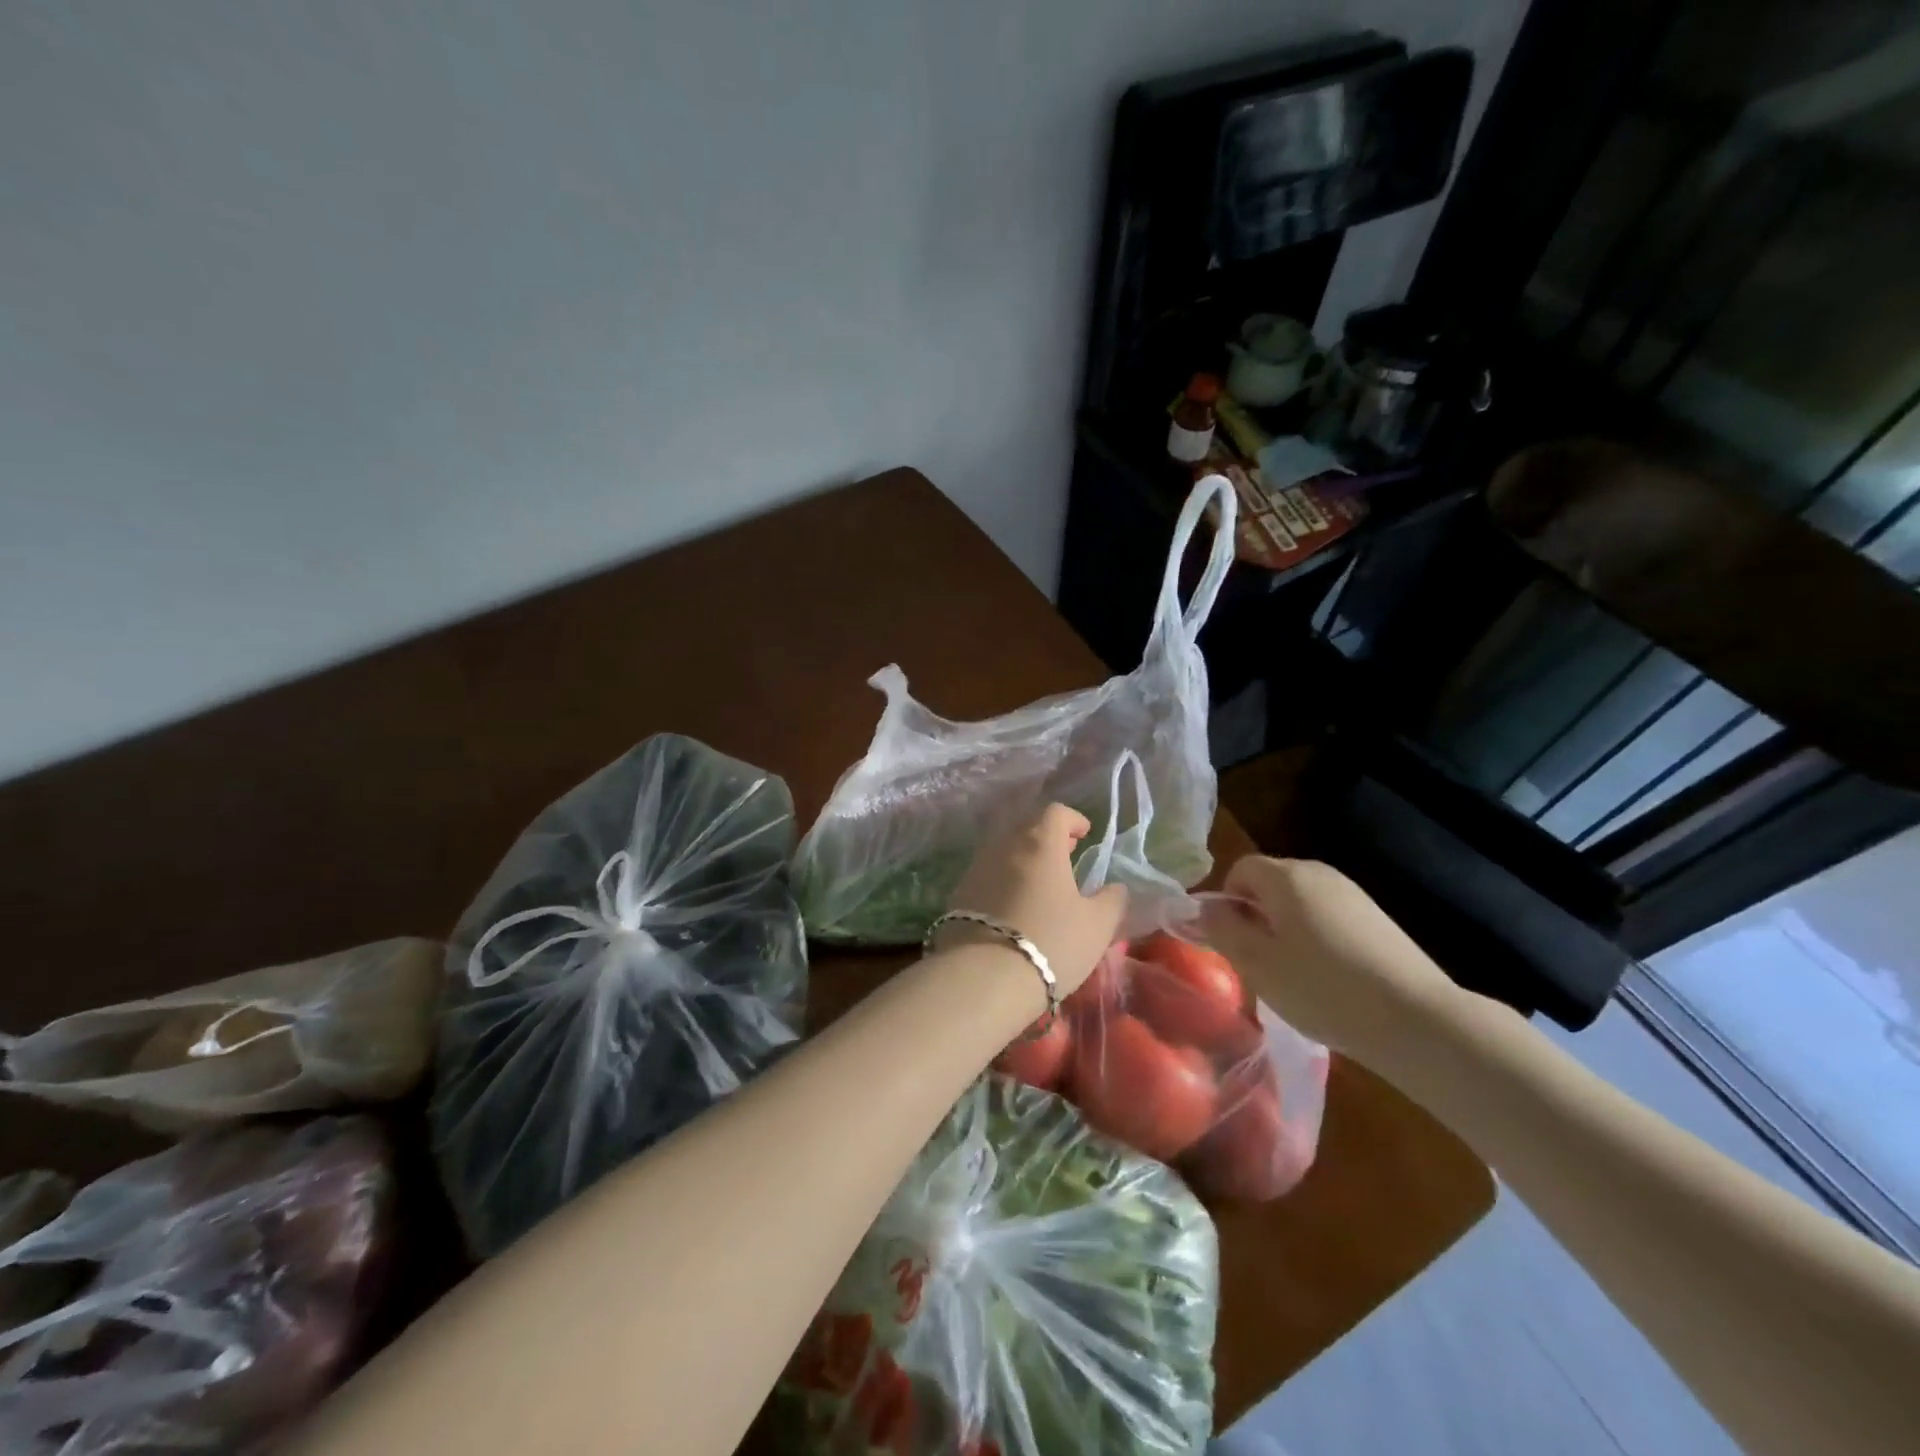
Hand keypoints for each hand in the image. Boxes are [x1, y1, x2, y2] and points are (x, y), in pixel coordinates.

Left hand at [945, 805, 1127, 997]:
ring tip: (1041, 883)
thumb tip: (1115, 887)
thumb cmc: (1051, 942)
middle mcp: (1004, 845)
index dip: (1073, 819)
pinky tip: (1014, 905)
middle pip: (1026, 826)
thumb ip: (1112, 900)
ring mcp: (976, 867)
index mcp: (1040, 843)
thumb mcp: (1097, 925)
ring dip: (1024, 857)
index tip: (1085, 835)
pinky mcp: (958, 893)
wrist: (984, 977)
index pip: (1055, 812)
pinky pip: (987, 873)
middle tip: (1066, 856)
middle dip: (1048, 836)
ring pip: (1004, 849)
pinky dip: (1004, 878)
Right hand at [1196, 856, 1457, 1060]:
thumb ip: (1223, 929)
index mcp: (1286, 877)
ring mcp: (1353, 894)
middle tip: (1259, 962)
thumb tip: (1206, 907)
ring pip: (1300, 902)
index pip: (1240, 868)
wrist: (1417, 1019)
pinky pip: (1328, 917)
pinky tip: (1329, 979)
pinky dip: (1317, 939)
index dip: (1227, 900)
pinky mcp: (1377, 918)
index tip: (1232, 941)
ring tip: (1294, 975)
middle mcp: (1319, 873)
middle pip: (1271, 883)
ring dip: (1286, 929)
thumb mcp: (1257, 964)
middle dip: (1256, 915)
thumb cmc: (1322, 989)